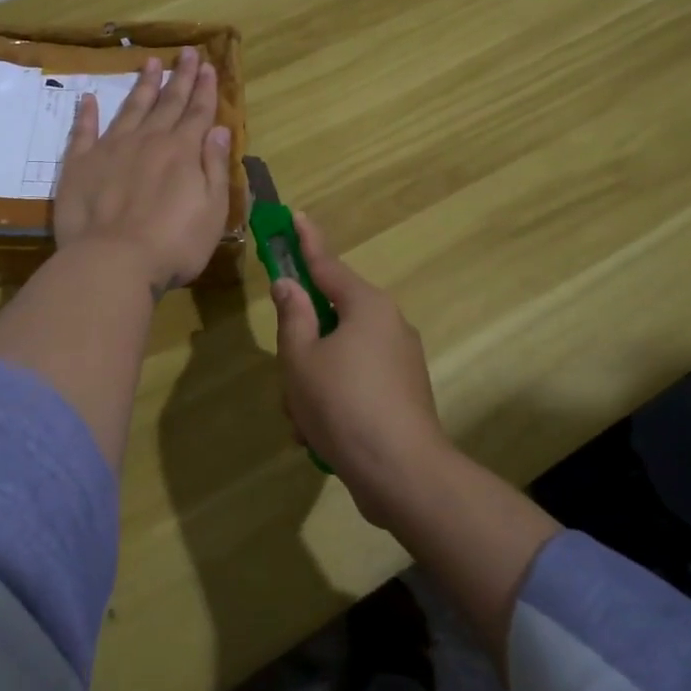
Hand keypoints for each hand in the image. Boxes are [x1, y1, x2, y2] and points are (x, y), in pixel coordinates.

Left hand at [53, 46, 232, 292]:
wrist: (113, 261)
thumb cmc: (173, 244)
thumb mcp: (212, 210)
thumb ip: (215, 167)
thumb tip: (220, 130)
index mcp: (182, 151)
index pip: (198, 113)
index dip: (205, 89)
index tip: (208, 65)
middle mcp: (148, 141)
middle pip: (167, 103)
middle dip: (179, 77)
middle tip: (186, 52)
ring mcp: (111, 149)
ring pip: (131, 108)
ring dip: (142, 85)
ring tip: (150, 62)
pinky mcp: (80, 164)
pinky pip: (84, 131)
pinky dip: (87, 114)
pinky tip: (89, 99)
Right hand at [271, 212, 449, 525]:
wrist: (403, 474)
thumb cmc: (343, 404)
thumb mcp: (302, 358)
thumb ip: (292, 317)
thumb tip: (289, 285)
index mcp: (366, 307)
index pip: (328, 264)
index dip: (307, 241)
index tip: (296, 216)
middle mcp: (388, 325)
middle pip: (331, 319)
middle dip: (302, 347)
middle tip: (287, 377)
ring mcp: (400, 361)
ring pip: (339, 357)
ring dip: (313, 383)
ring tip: (303, 421)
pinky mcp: (403, 394)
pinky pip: (356, 383)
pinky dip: (334, 401)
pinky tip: (319, 437)